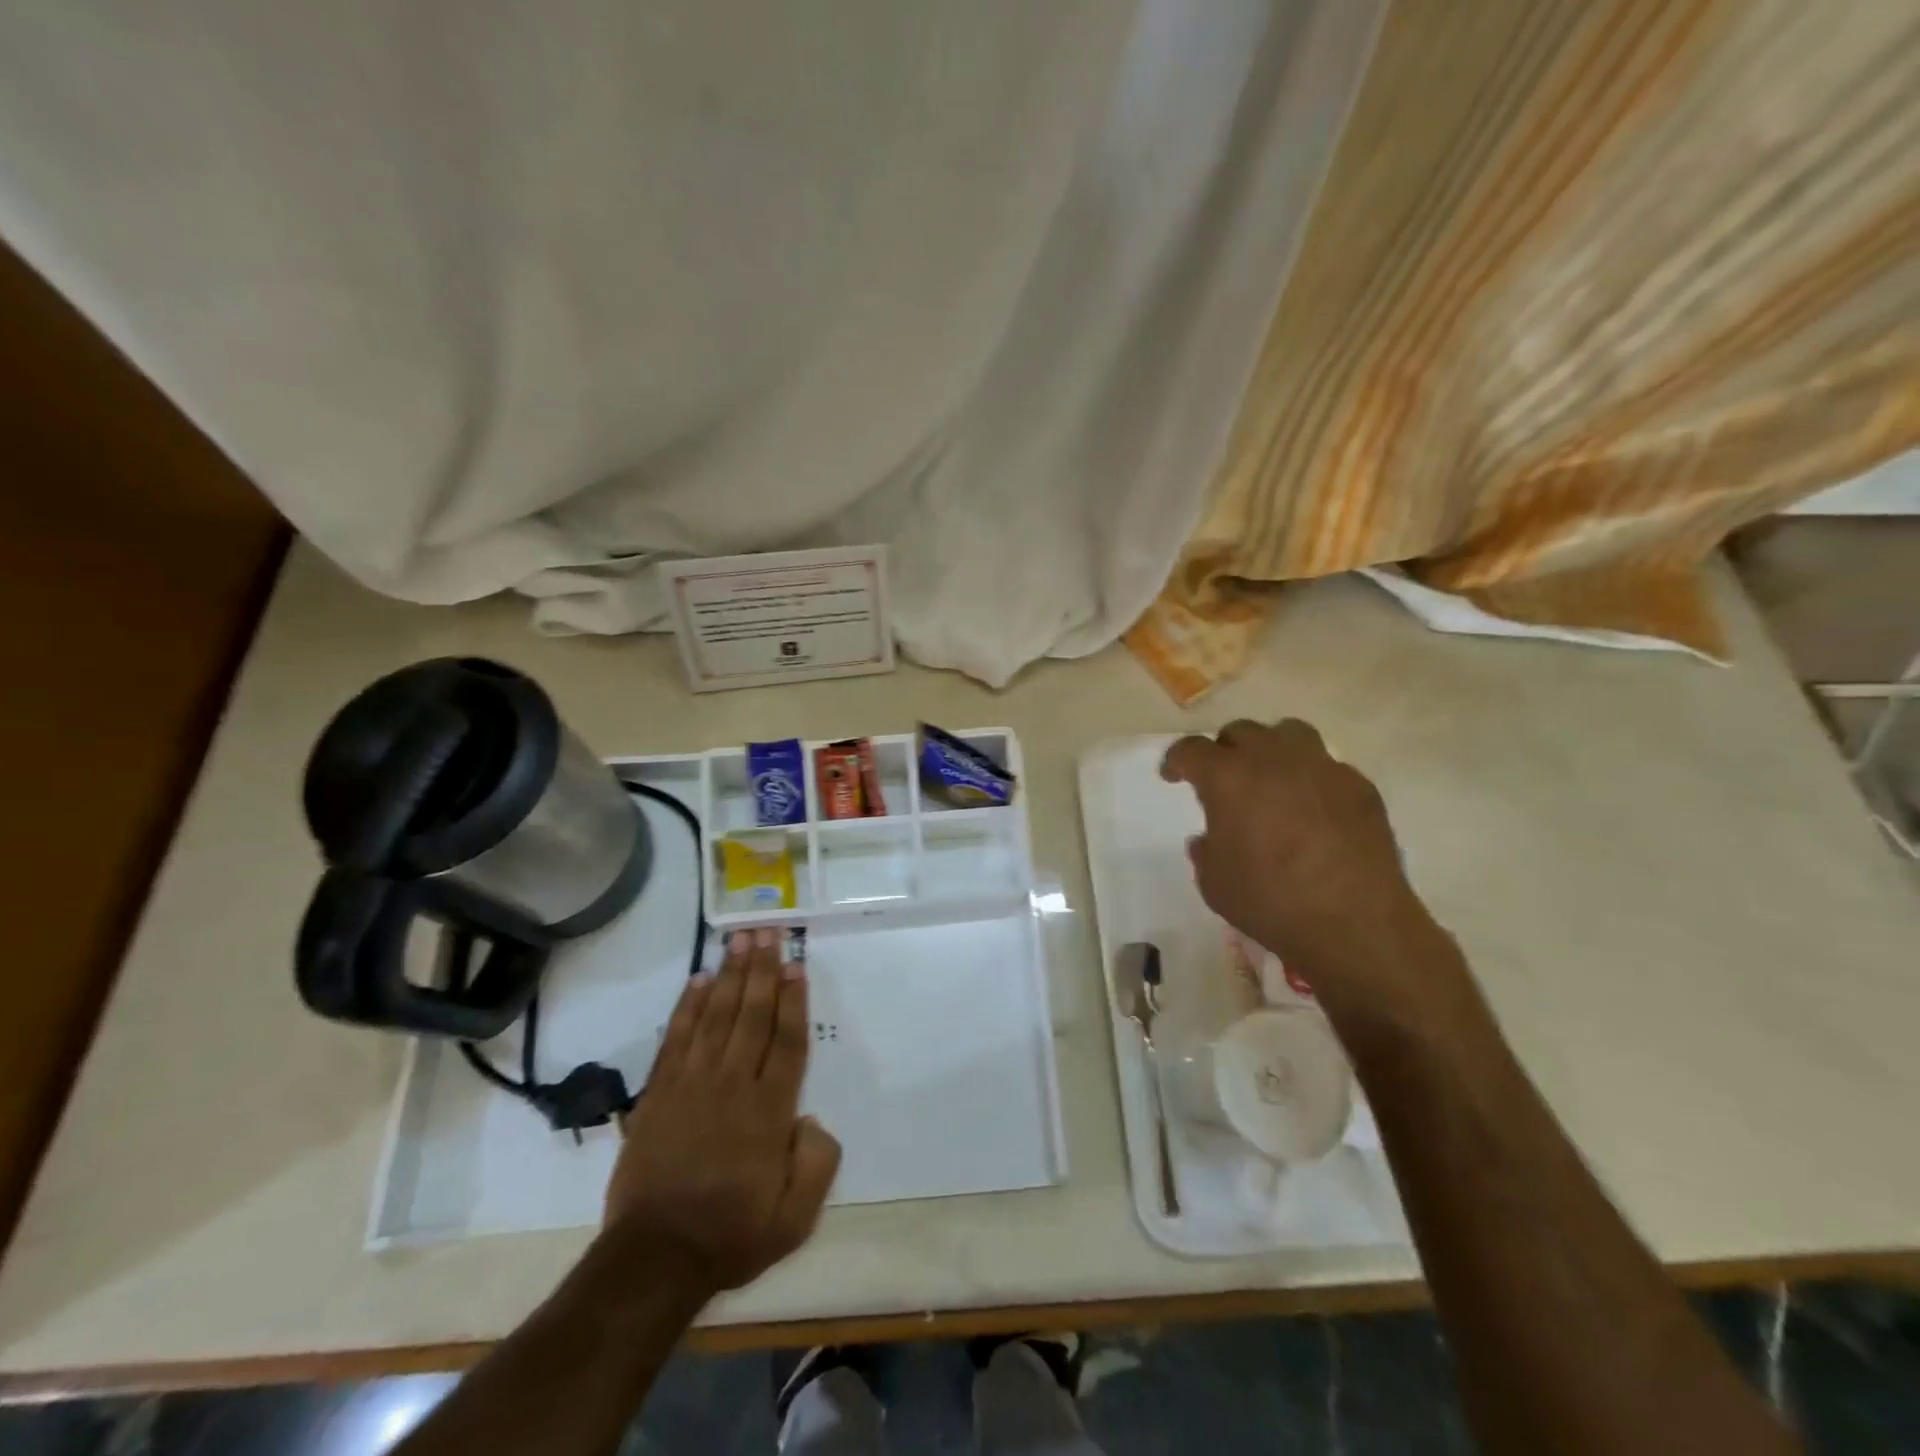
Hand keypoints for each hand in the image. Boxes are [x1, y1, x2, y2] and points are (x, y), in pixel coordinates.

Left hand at [605, 928, 841, 1295]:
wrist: (655, 1258)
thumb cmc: (732, 1234)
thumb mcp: (795, 1217)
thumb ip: (817, 1163)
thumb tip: (810, 1118)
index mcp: (769, 1112)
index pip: (787, 1042)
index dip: (793, 1001)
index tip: (796, 965)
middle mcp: (733, 1086)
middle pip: (752, 1016)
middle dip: (762, 971)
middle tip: (768, 931)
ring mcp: (692, 1085)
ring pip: (716, 1017)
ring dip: (729, 976)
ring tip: (739, 940)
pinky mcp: (658, 1093)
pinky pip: (676, 1039)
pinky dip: (687, 1007)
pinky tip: (698, 981)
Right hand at [1161, 719, 1464, 1022]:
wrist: (1354, 923)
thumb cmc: (1270, 901)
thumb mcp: (1214, 883)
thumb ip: (1206, 851)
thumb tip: (1209, 838)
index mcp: (1228, 778)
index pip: (1192, 750)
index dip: (1176, 760)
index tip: (1173, 776)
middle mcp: (1273, 759)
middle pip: (1241, 732)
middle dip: (1225, 751)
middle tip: (1224, 779)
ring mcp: (1322, 768)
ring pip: (1289, 733)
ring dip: (1271, 749)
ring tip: (1270, 779)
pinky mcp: (1359, 786)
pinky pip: (1327, 767)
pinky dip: (1312, 779)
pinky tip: (1314, 810)